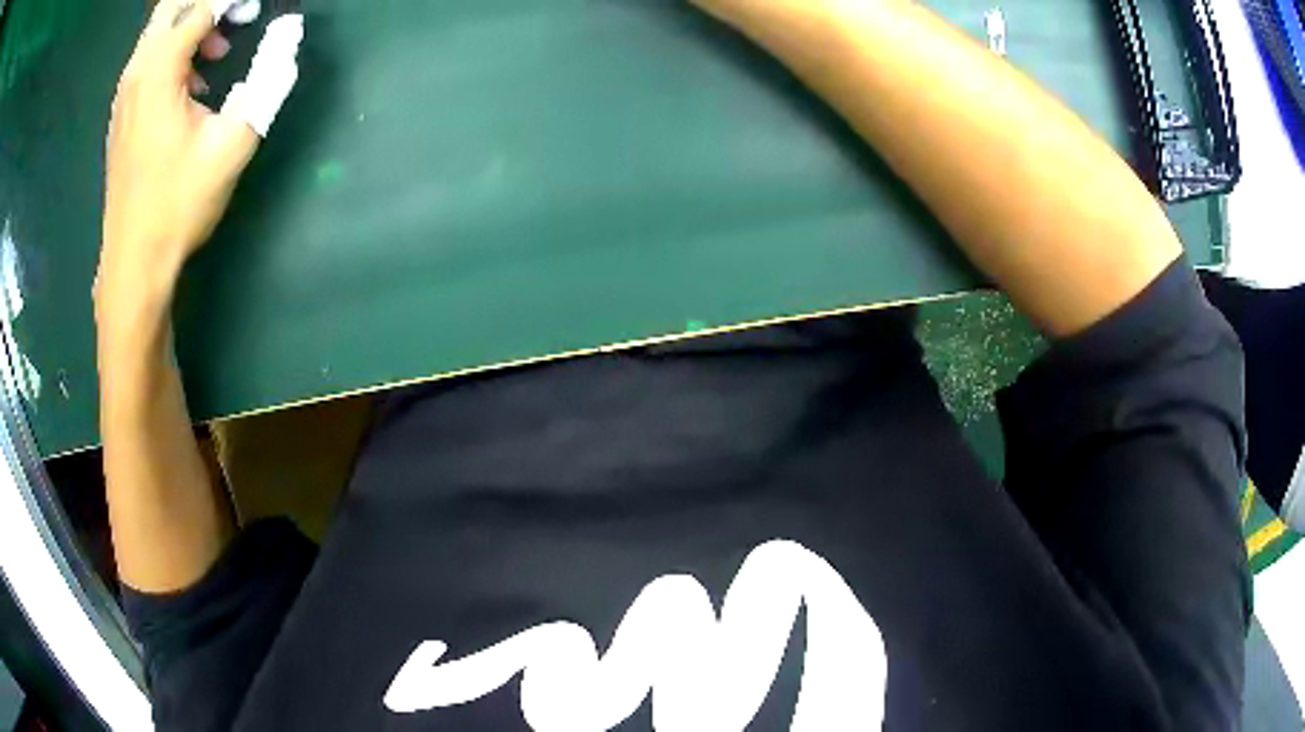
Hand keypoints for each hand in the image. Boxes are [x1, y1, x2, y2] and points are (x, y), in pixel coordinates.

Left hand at [98, 0, 302, 325]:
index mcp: (160, 69)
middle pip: (171, 6)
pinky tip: (193, 84)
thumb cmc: (180, 204)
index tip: (259, 10)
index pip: (202, 5)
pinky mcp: (122, 113)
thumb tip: (289, 32)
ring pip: (159, 30)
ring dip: (191, 26)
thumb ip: (269, 77)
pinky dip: (174, 51)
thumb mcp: (234, 141)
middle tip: (238, 18)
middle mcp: (137, 71)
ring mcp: (125, 93)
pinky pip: (149, 58)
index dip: (235, 1)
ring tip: (220, 51)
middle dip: (207, 4)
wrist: (133, 263)